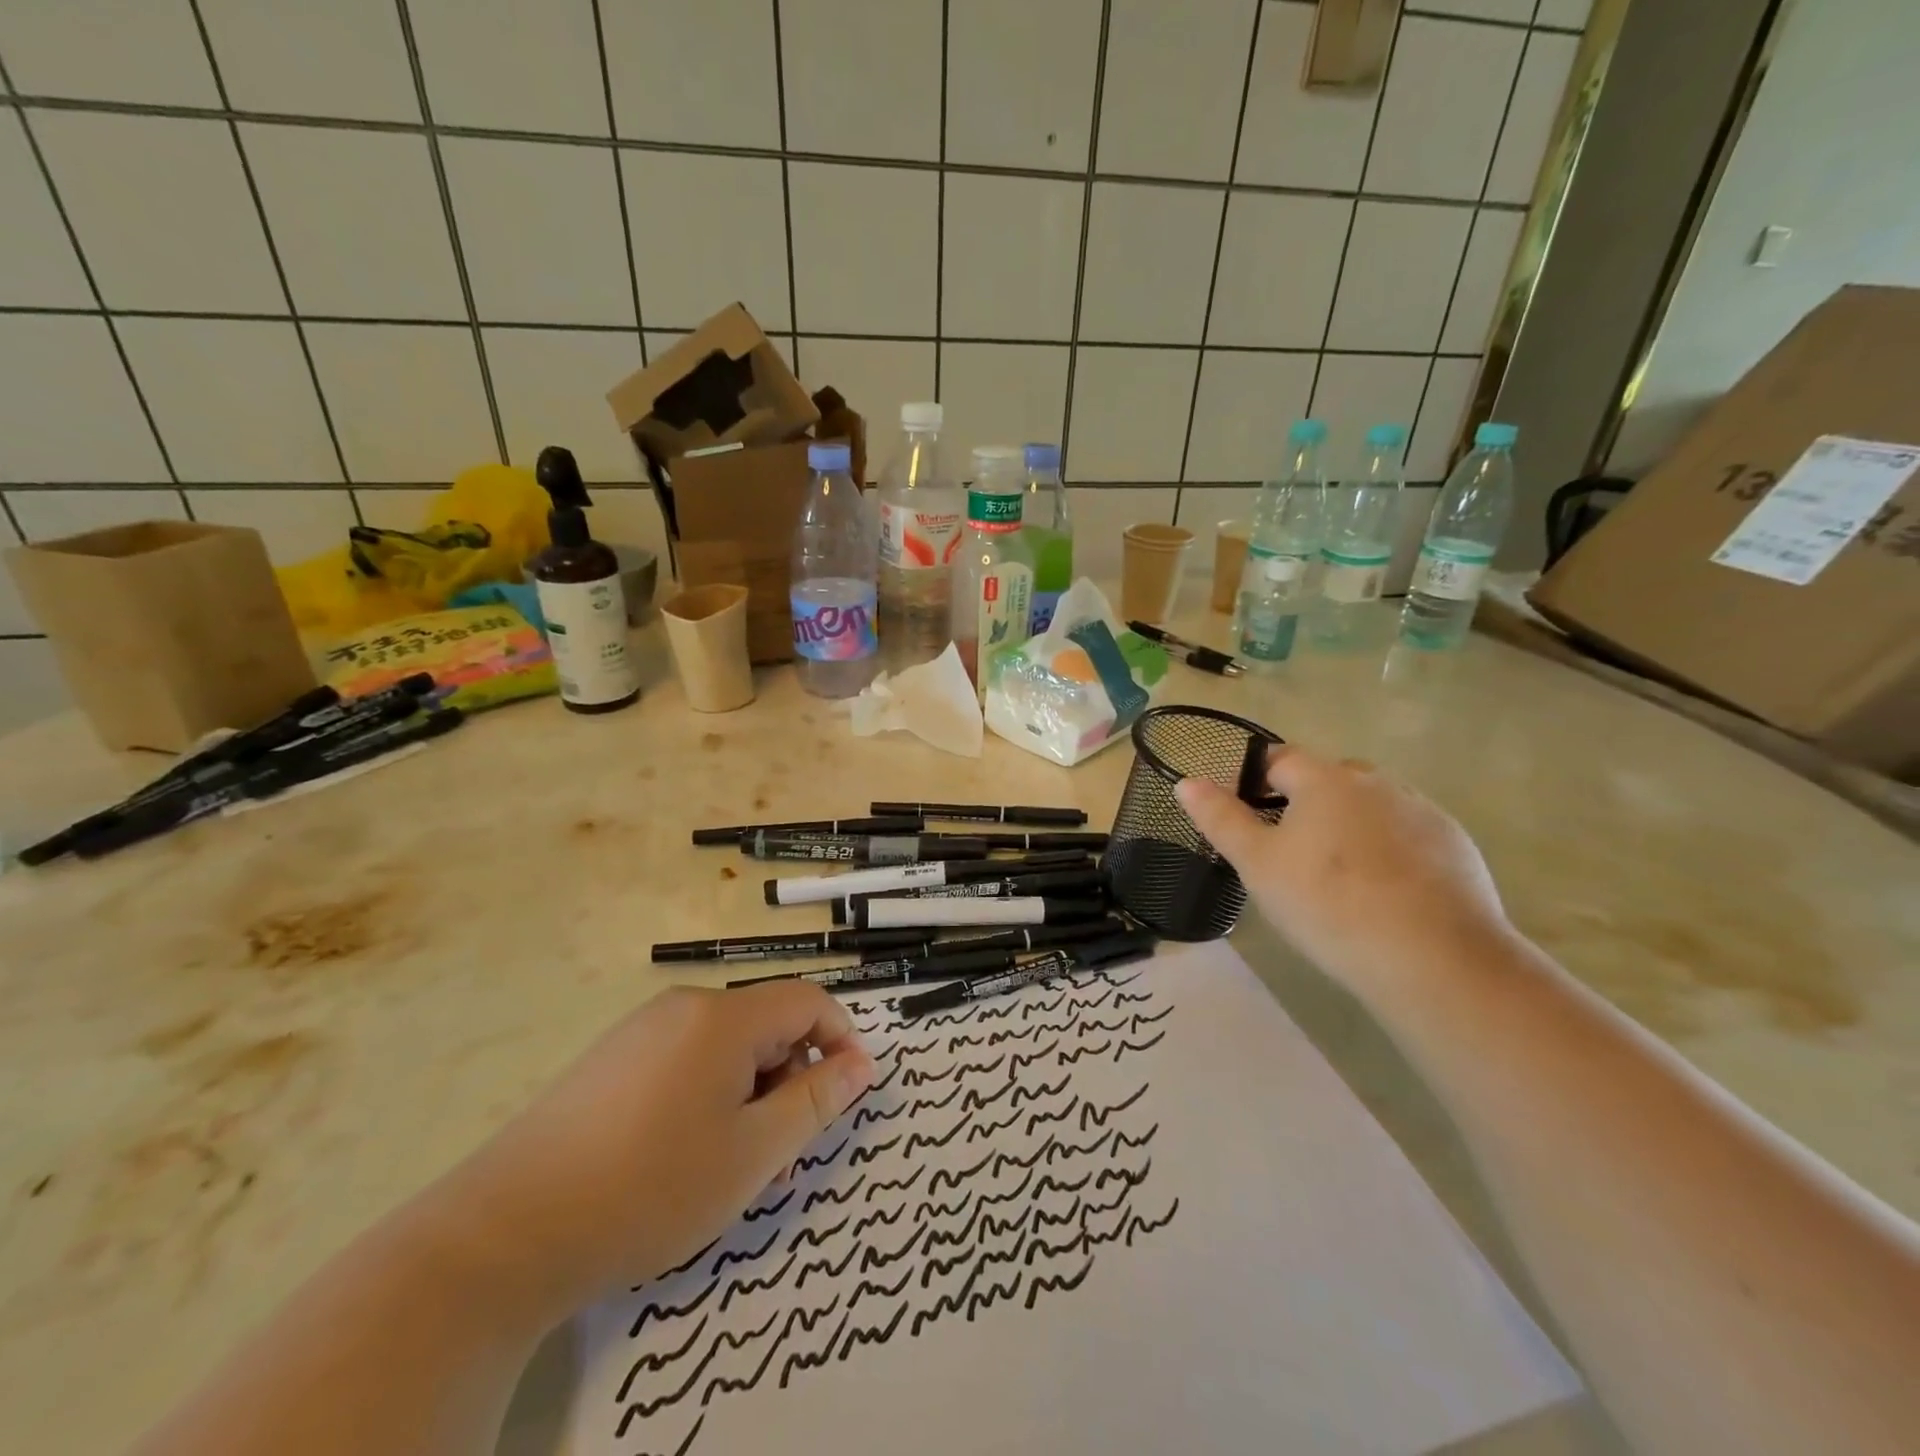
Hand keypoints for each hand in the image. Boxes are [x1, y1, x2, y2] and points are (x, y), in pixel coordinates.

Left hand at [449, 982, 874, 1311]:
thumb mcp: (753, 1154)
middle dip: (791, 1075)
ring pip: (726, 1044)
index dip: (840, 1039)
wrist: (505, 1233)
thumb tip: (862, 1063)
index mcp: (724, 1017)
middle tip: (784, 1150)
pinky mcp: (611, 1058)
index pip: (808, 1000)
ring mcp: (642, 1029)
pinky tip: (684, 1152)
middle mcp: (684, 1006)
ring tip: (735, 1161)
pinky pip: (685, 1057)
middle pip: (766, 1022)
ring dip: (751, 1090)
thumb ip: (815, 1101)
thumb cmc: (650, 1188)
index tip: (846, 1094)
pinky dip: (710, 1092)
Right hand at [1176, 745, 1512, 993]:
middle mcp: (1376, 782)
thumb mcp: (1258, 865)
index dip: (1254, 779)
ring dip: (1349, 824)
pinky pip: (1407, 833)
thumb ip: (1221, 818)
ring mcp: (1421, 811)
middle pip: (1328, 779)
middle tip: (1289, 852)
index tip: (1244, 816)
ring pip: (1370, 805)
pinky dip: (1388, 849)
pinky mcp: (1454, 844)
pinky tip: (1384, 891)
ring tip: (1337, 875)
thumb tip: (1186, 781)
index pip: (1279, 758)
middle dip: (1304, 802)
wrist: (1435, 959)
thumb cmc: (1329, 904)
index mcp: (1325, 780)